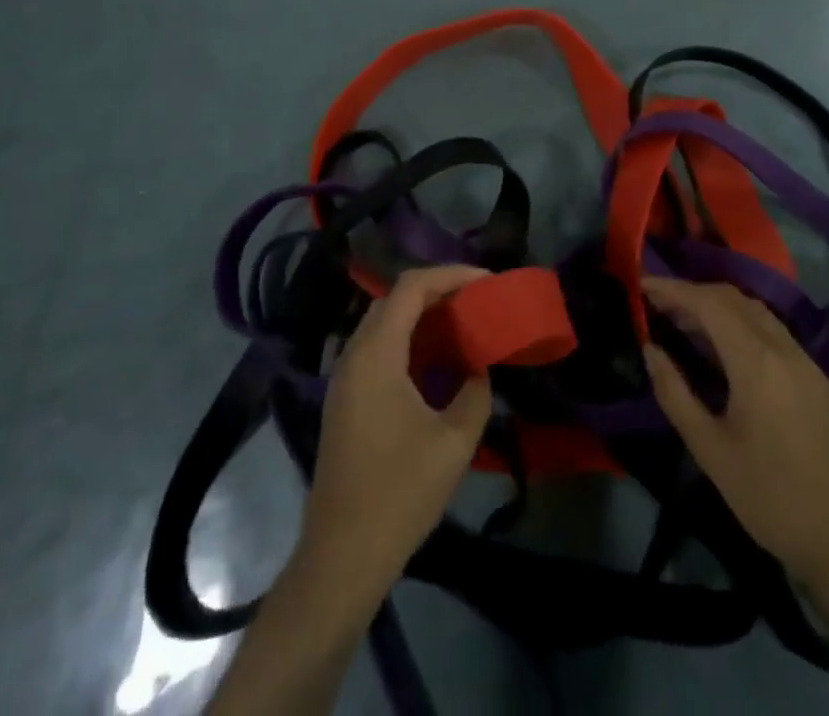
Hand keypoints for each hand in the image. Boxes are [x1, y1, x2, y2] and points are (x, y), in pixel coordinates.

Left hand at [298, 266, 493, 603]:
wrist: (342, 553)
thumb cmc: (399, 493)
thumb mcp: (453, 443)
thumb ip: (475, 394)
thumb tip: (480, 369)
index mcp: (376, 354)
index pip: (411, 287)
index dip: (450, 274)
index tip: (486, 281)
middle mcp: (354, 354)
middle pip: (394, 298)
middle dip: (437, 290)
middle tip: (476, 300)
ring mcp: (344, 376)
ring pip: (383, 322)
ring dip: (421, 315)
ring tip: (461, 323)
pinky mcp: (345, 398)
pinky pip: (377, 348)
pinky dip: (407, 339)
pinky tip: (434, 360)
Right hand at [642, 277, 828, 599]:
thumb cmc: (772, 500)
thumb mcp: (711, 451)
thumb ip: (675, 394)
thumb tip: (650, 349)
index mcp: (757, 362)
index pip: (708, 303)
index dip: (672, 289)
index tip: (641, 284)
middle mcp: (785, 350)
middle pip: (733, 298)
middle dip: (692, 293)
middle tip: (657, 303)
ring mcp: (807, 363)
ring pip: (756, 312)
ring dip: (718, 306)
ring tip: (683, 321)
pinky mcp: (818, 381)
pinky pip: (773, 332)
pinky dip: (740, 323)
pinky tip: (723, 347)